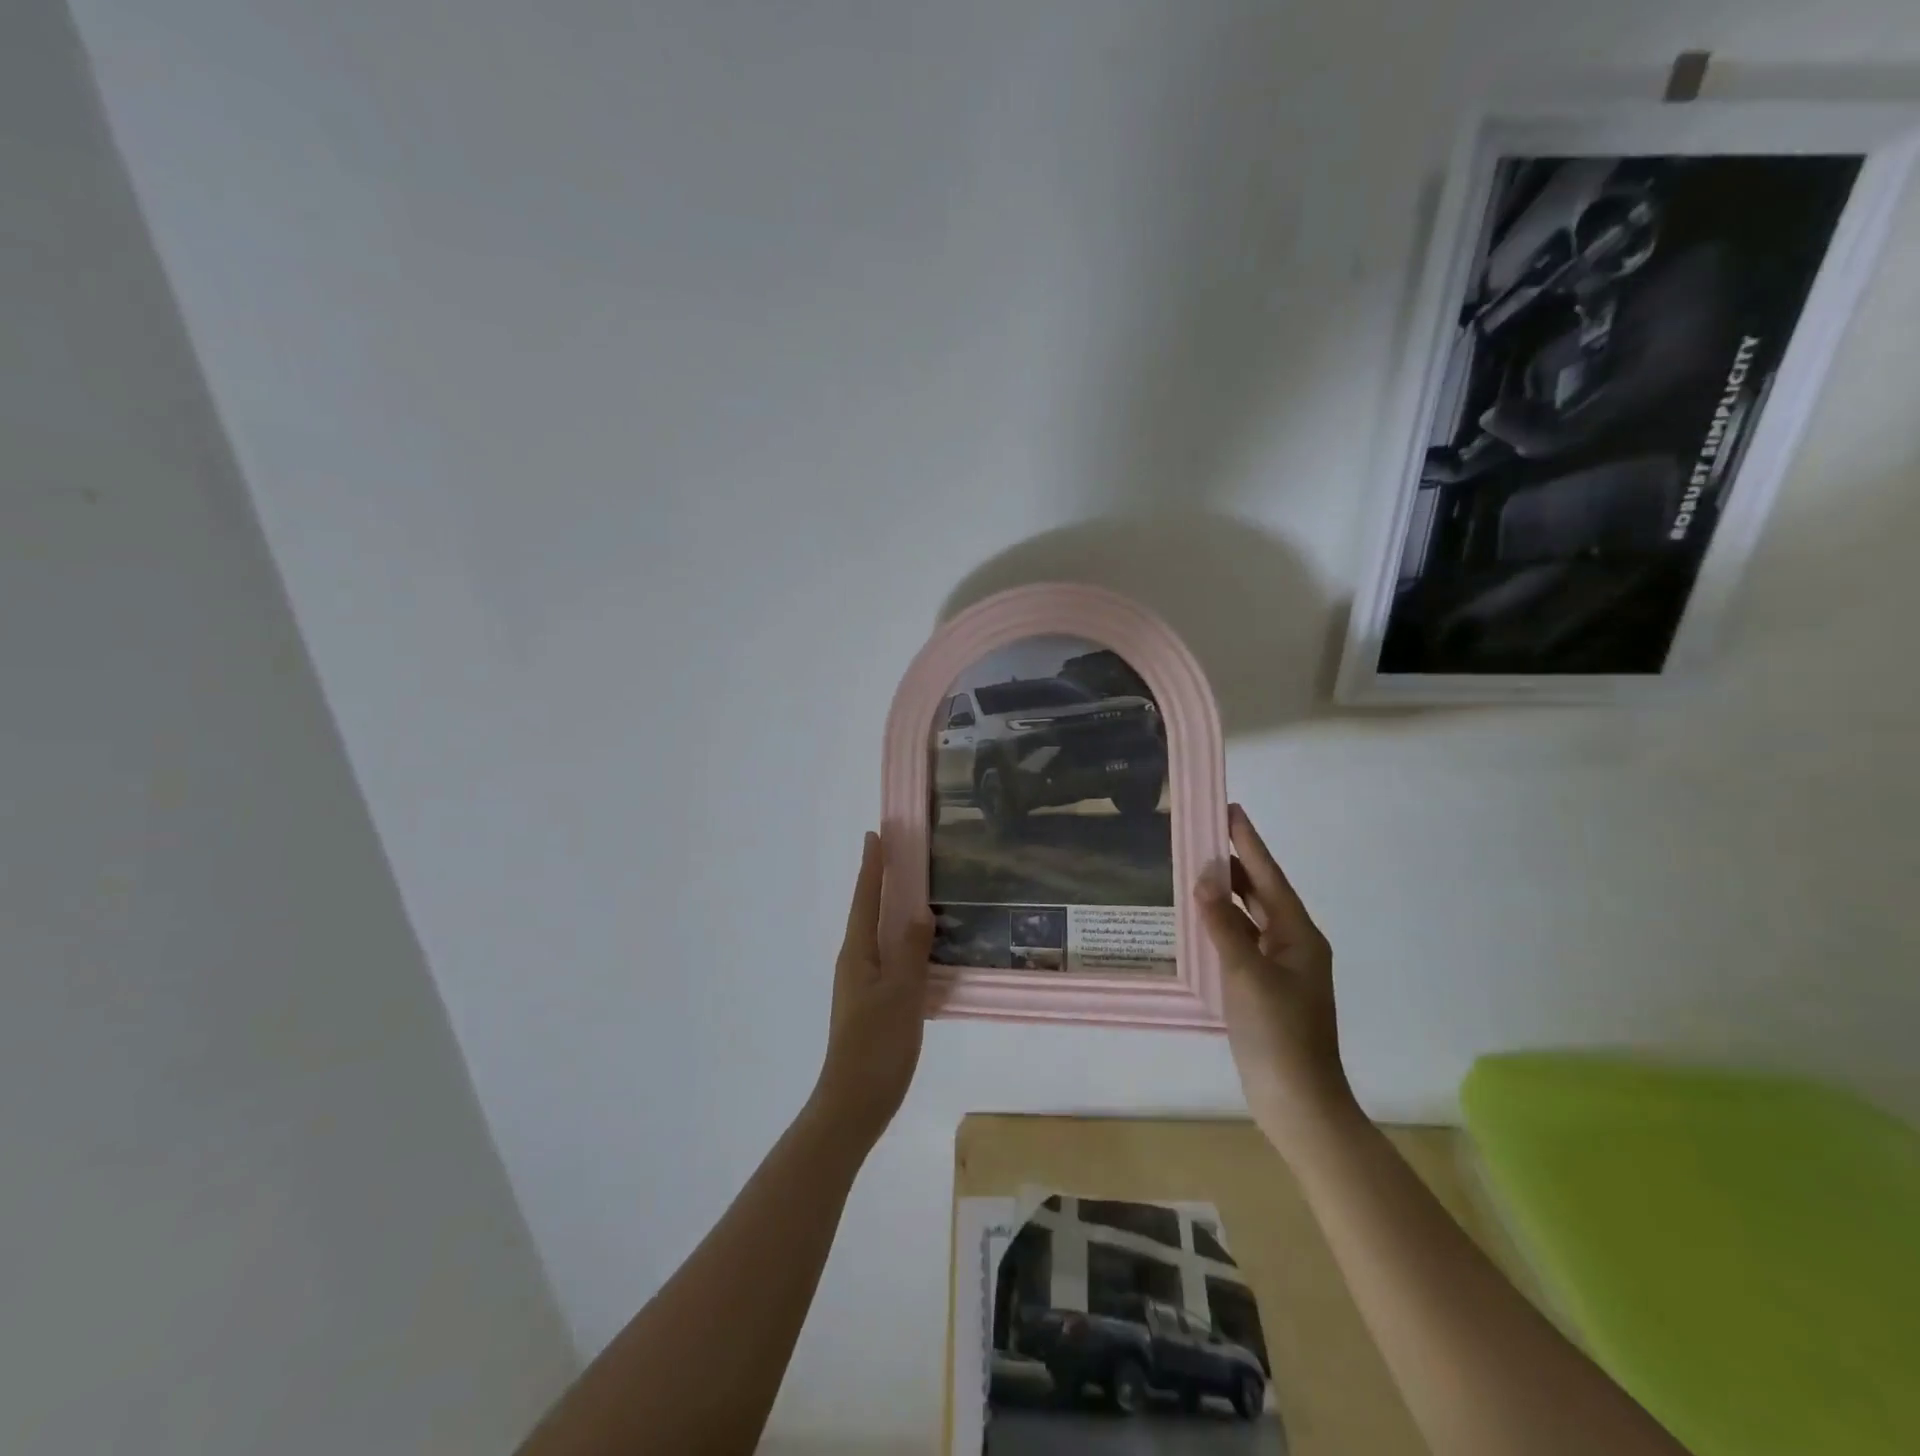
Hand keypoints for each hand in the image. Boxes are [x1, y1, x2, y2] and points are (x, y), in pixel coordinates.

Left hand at [807, 831, 933, 1151]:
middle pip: (869, 911)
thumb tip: (919, 911)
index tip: (876, 834)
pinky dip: (904, 942)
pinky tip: (925, 948)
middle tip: (902, 855)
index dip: (872, 866)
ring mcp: (862, 983)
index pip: (865, 898)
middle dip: (882, 881)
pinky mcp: (874, 1002)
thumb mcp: (901, 994)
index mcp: (857, 953)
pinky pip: (891, 958)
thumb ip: (911, 951)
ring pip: (880, 936)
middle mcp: (855, 961)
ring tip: (917, 893)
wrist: (854, 1103)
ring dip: (894, 911)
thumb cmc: (876, 1045)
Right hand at [1197, 804, 1357, 1159]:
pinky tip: (1200, 921)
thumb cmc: (1279, 1034)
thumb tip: (1205, 876)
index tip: (1230, 809)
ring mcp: (1280, 968)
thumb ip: (1223, 924)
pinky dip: (1222, 926)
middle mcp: (1293, 944)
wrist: (1298, 1102)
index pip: (1268, 877)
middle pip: (1261, 893)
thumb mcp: (1246, 974)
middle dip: (1235, 863)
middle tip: (1202, 834)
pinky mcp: (1265, 988)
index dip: (1249, 842)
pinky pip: (1241, 942)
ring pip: (1250, 918)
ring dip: (1226, 894)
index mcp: (1299, 935)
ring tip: (1196, 868)